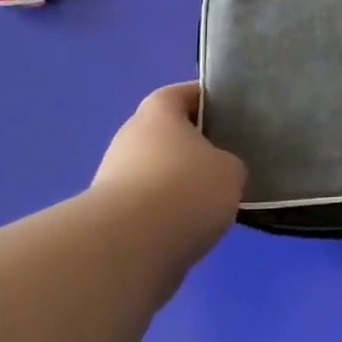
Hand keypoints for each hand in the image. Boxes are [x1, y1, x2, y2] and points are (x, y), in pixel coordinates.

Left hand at [91, 82, 246, 254]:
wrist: (129, 248)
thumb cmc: (186, 189)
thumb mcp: (230, 170)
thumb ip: (228, 163)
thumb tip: (217, 173)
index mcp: (159, 110)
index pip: (186, 94)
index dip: (210, 101)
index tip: (233, 115)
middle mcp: (131, 135)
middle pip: (169, 134)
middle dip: (195, 147)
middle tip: (227, 162)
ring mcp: (114, 176)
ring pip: (157, 171)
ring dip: (179, 184)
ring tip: (211, 204)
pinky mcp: (109, 216)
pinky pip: (147, 206)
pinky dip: (165, 215)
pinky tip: (188, 230)